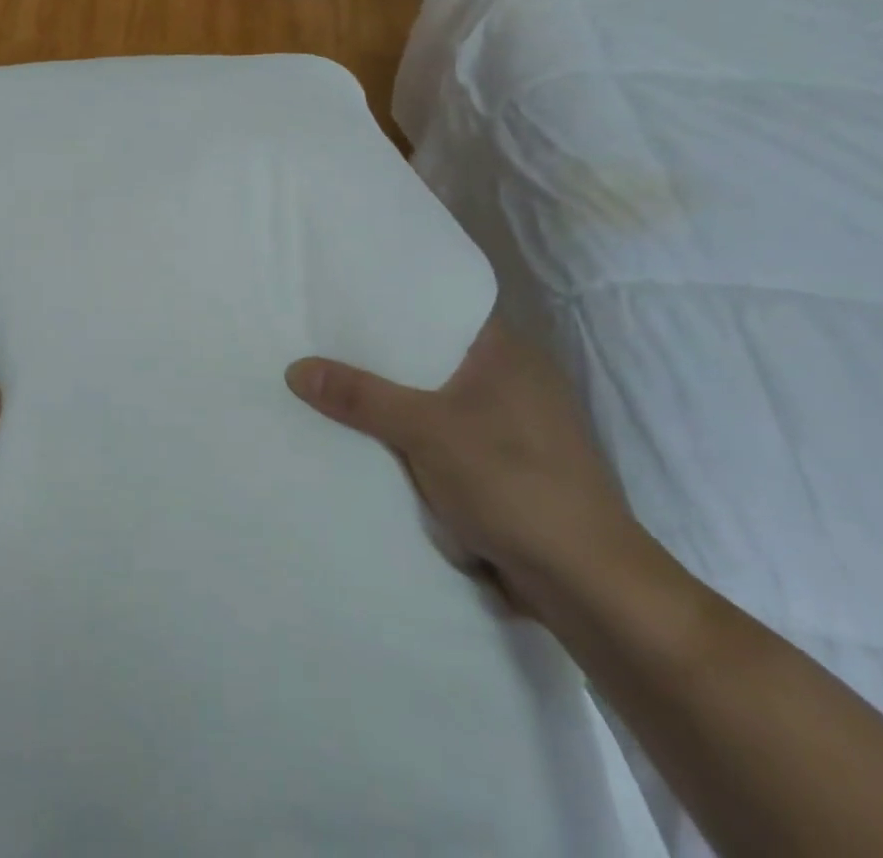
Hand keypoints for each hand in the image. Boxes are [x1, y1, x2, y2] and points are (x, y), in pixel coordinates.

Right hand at [286, 319, 643, 612]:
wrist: (587, 585)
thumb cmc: (512, 483)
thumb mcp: (426, 431)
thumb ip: (360, 397)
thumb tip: (295, 368)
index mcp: (507, 352)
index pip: (443, 307)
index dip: (395, 301)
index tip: (344, 297)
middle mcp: (514, 379)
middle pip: (433, 354)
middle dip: (384, 356)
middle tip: (325, 340)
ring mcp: (513, 426)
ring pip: (438, 398)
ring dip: (398, 401)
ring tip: (338, 383)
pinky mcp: (508, 467)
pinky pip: (446, 436)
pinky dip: (415, 437)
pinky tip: (374, 438)